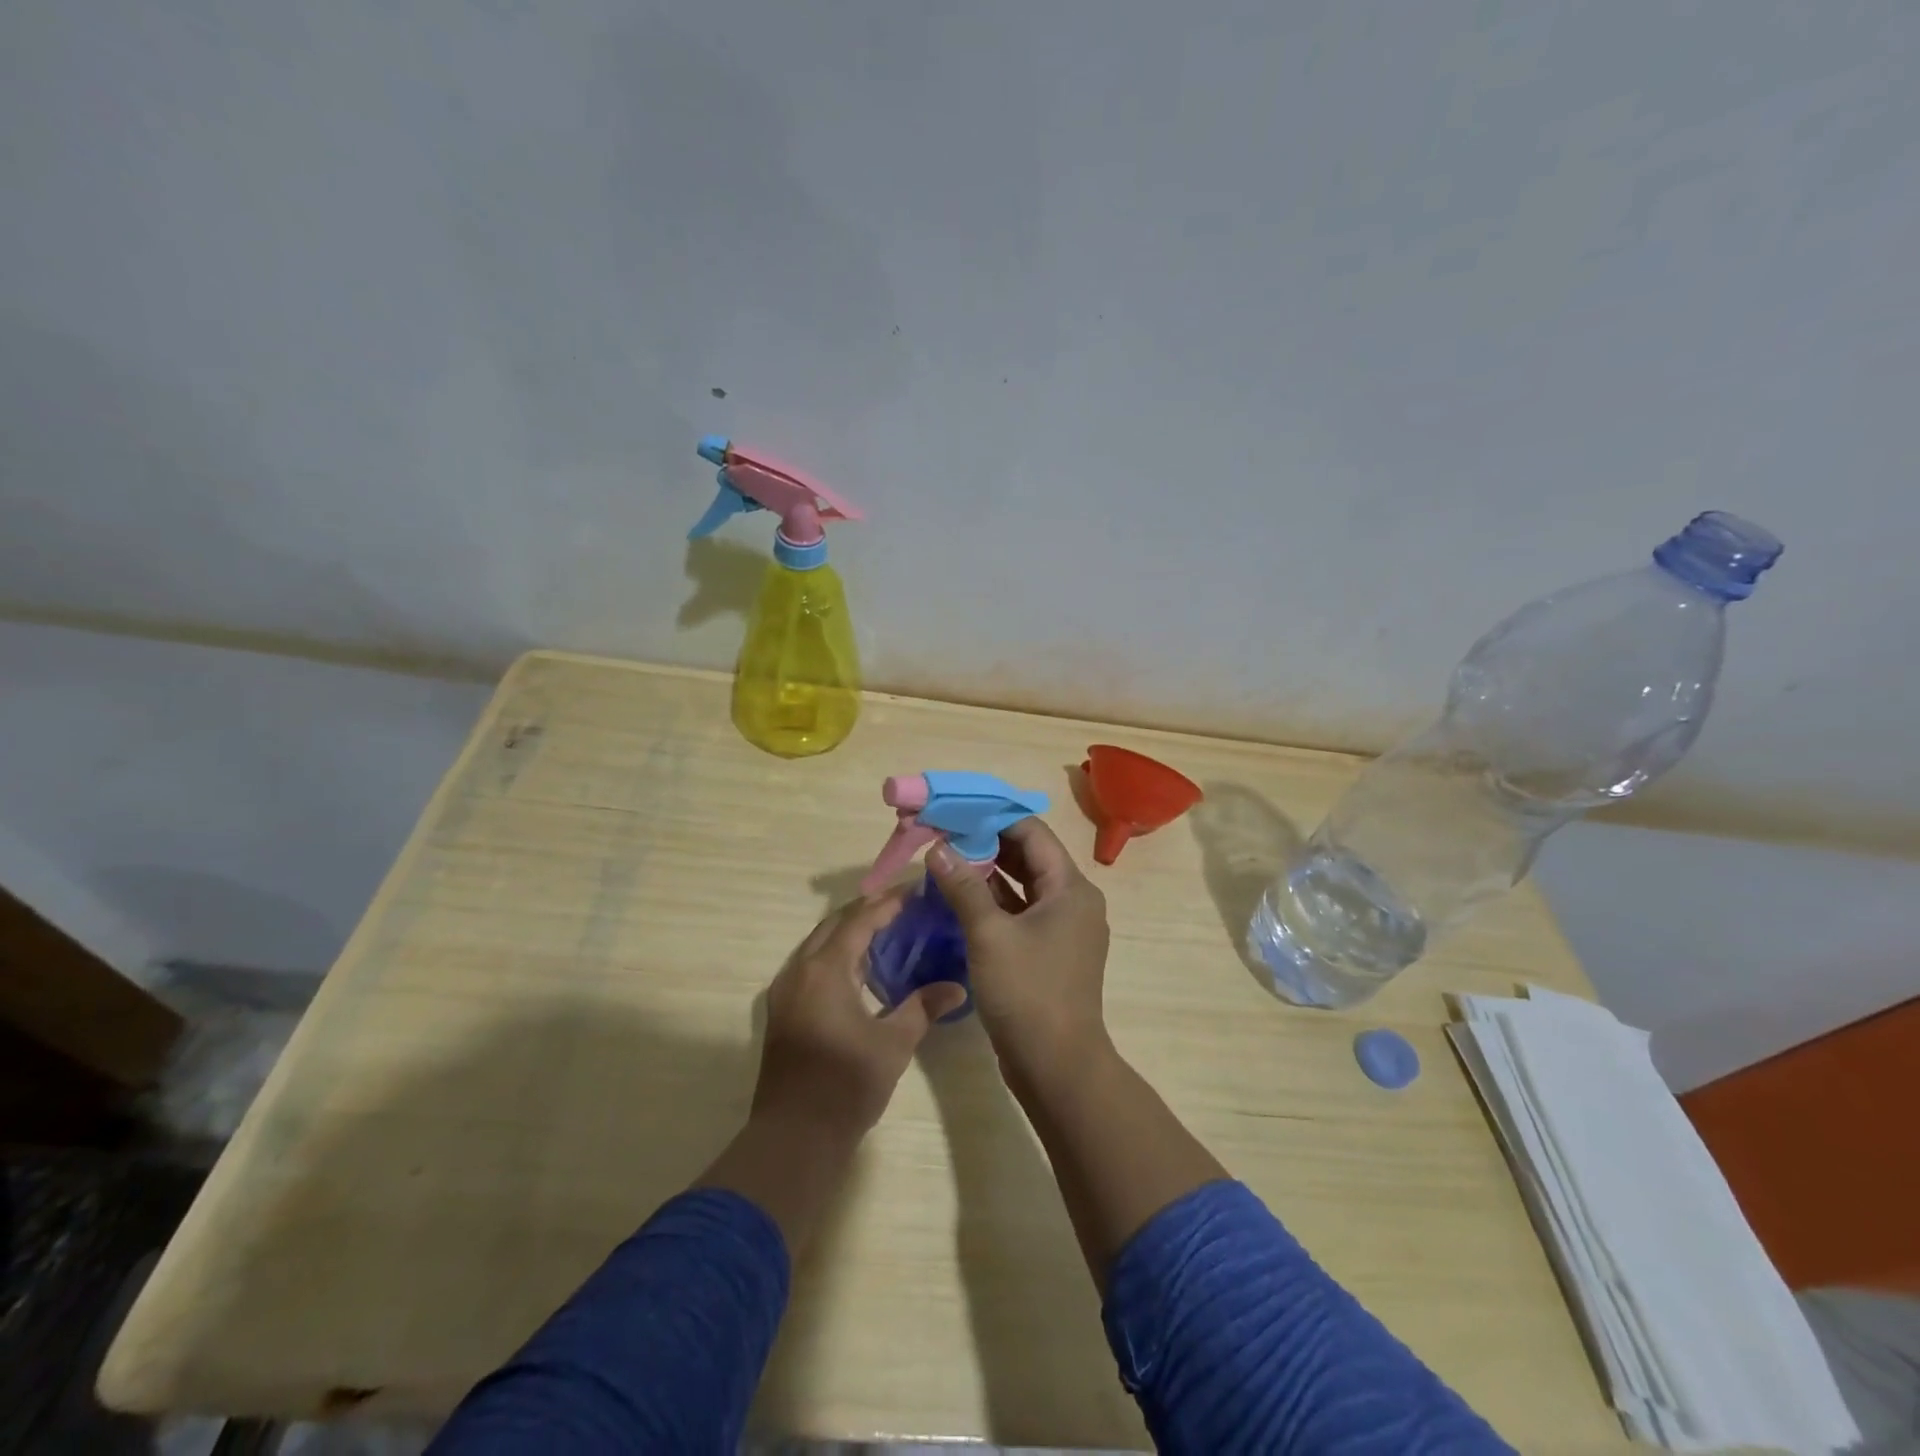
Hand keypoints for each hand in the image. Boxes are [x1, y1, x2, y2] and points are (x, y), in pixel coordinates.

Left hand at [752, 890, 967, 1138]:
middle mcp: (799, 969)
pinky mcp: (781, 1010)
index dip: (888, 903)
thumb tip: (957, 987)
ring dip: (848, 932)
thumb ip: (923, 1007)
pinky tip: (857, 968)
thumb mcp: (893, 1043)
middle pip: (834, 924)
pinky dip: (834, 954)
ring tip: (884, 931)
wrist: (794, 1137)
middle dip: (867, 911)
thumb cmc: (846, 1085)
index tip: (915, 892)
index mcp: (826, 969)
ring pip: (817, 943)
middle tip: (902, 907)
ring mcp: (785, 990)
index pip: (860, 920)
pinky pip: (809, 964)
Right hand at [926, 818, 1111, 1085]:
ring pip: (1023, 885)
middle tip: (944, 834)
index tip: (955, 812)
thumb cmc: (1028, 993)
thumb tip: (939, 848)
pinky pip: (1021, 912)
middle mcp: (1073, 901)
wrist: (1057, 1067)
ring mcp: (1063, 928)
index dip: (993, 818)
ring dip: (988, 873)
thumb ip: (963, 887)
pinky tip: (960, 897)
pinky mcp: (1050, 952)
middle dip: (986, 843)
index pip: (1032, 832)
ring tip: (946, 860)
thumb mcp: (990, 935)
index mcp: (1071, 888)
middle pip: (1029, 856)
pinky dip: (994, 902)